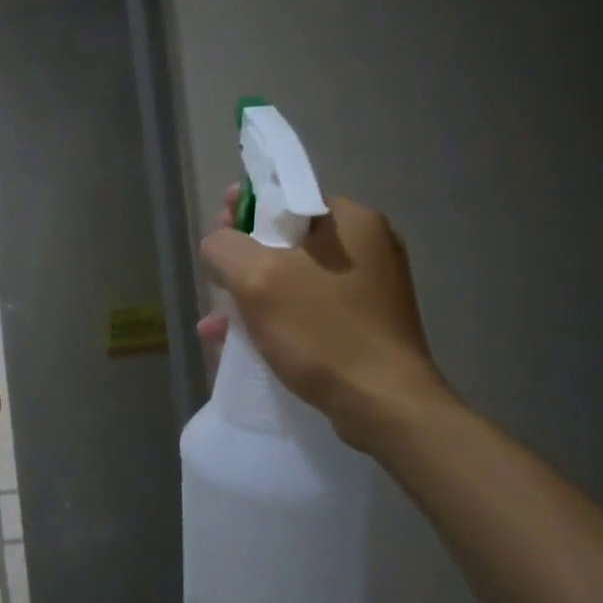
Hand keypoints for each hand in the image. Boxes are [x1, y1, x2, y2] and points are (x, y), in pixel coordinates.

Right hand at [199, 183, 451, 452]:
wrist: (384, 406)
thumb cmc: (321, 332)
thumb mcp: (257, 279)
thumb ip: (225, 247)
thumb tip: (219, 243)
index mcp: (352, 220)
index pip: (286, 196)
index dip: (245, 209)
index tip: (219, 231)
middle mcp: (368, 245)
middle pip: (288, 238)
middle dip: (245, 258)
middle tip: (217, 278)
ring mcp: (370, 287)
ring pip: (294, 277)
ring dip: (253, 294)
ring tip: (217, 321)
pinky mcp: (366, 323)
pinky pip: (309, 307)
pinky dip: (276, 317)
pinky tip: (239, 341)